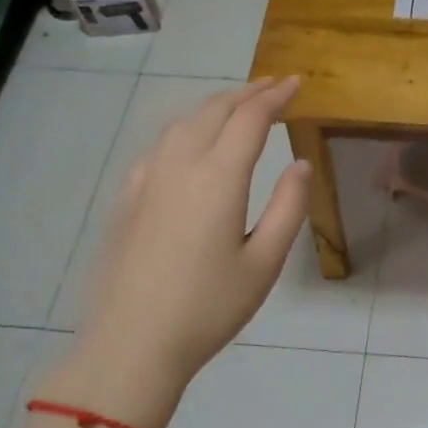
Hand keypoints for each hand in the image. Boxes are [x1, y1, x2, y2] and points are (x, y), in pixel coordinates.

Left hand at [50, 78, 310, 427]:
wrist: (130, 345)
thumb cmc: (208, 308)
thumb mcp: (264, 263)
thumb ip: (287, 208)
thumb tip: (300, 164)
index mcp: (217, 178)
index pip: (250, 119)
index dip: (275, 96)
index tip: (297, 83)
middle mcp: (179, 165)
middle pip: (213, 111)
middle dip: (247, 93)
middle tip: (274, 86)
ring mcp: (146, 179)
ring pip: (182, 122)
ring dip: (214, 106)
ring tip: (238, 105)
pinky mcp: (127, 198)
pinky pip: (160, 145)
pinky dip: (186, 128)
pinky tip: (191, 142)